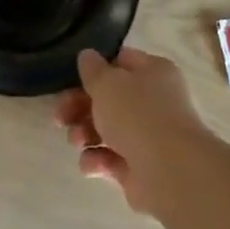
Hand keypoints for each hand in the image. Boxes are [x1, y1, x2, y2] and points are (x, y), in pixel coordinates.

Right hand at [54, 47, 210, 213]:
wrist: (170, 171)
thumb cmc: (138, 115)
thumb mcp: (108, 84)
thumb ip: (93, 70)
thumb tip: (88, 56)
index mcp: (153, 72)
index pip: (120, 62)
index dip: (94, 70)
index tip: (70, 80)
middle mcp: (154, 101)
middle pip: (108, 99)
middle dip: (79, 107)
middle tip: (59, 117)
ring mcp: (148, 136)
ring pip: (106, 130)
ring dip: (84, 134)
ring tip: (77, 141)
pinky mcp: (140, 168)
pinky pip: (111, 160)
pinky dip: (97, 161)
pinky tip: (91, 164)